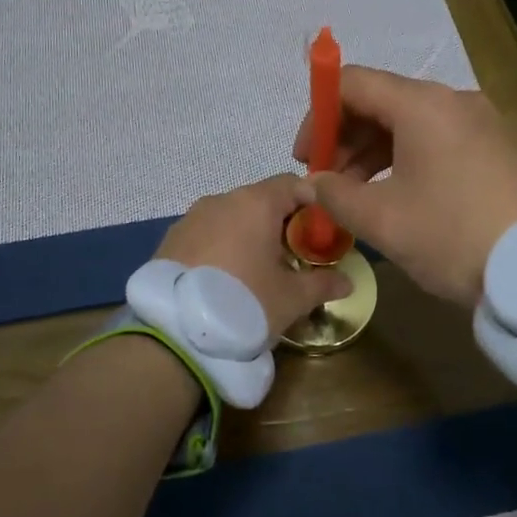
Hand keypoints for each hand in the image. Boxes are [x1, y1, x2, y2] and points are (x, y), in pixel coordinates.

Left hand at [157, 174, 352, 337]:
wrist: (174, 332)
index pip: (293, 184)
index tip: (320, 233)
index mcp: (256, 203)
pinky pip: (206, 234)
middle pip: (261, 200)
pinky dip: (221, 247)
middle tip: (292, 257)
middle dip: (280, 223)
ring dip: (248, 235)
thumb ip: (322, 284)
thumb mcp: (292, 298)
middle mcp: (222, 200)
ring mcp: (191, 218)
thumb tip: (347, 282)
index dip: (312, 204)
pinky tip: (224, 279)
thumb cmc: (245, 303)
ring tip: (256, 272)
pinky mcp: (169, 240)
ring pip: (231, 217)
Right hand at [292, 68, 516, 307]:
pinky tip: (396, 197)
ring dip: (373, 154)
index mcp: (421, 105)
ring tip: (356, 198)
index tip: (306, 160)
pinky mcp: (496, 148)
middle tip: (327, 184)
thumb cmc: (452, 235)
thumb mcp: (383, 220)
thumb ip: (335, 195)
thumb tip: (312, 184)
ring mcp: (480, 123)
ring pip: (410, 124)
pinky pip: (437, 141)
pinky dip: (406, 161)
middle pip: (381, 101)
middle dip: (345, 139)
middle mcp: (452, 101)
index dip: (318, 116)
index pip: (352, 84)